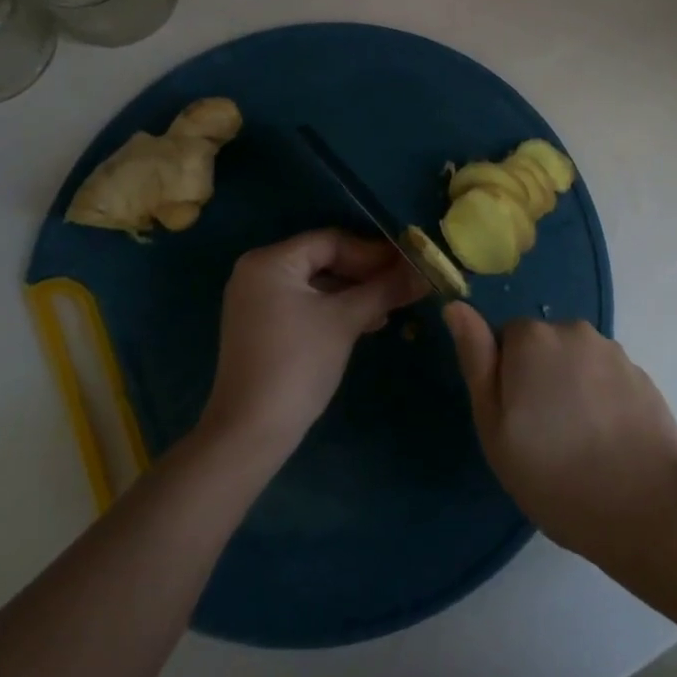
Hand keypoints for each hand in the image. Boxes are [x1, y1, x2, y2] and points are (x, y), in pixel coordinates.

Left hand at [200, 230, 425, 463]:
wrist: (250, 434)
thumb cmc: (298, 365)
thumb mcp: (345, 321)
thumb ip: (385, 290)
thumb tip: (426, 274)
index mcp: (270, 261)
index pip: (331, 241)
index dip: (373, 252)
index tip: (408, 264)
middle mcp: (258, 272)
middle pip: (323, 260)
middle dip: (366, 273)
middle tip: (403, 283)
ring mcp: (256, 300)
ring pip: (317, 284)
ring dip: (354, 292)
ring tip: (391, 305)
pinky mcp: (262, 326)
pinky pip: (305, 304)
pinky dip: (335, 309)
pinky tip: (366, 321)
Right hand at [444, 306, 676, 561]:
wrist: (649, 506)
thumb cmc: (556, 474)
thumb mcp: (495, 427)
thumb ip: (476, 360)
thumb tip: (456, 306)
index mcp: (531, 338)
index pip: (504, 341)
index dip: (505, 380)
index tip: (515, 421)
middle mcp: (573, 330)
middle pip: (541, 348)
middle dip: (538, 379)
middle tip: (544, 437)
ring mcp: (612, 351)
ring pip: (575, 362)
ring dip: (571, 388)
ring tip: (579, 444)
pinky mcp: (641, 375)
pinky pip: (606, 379)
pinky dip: (601, 401)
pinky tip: (607, 442)